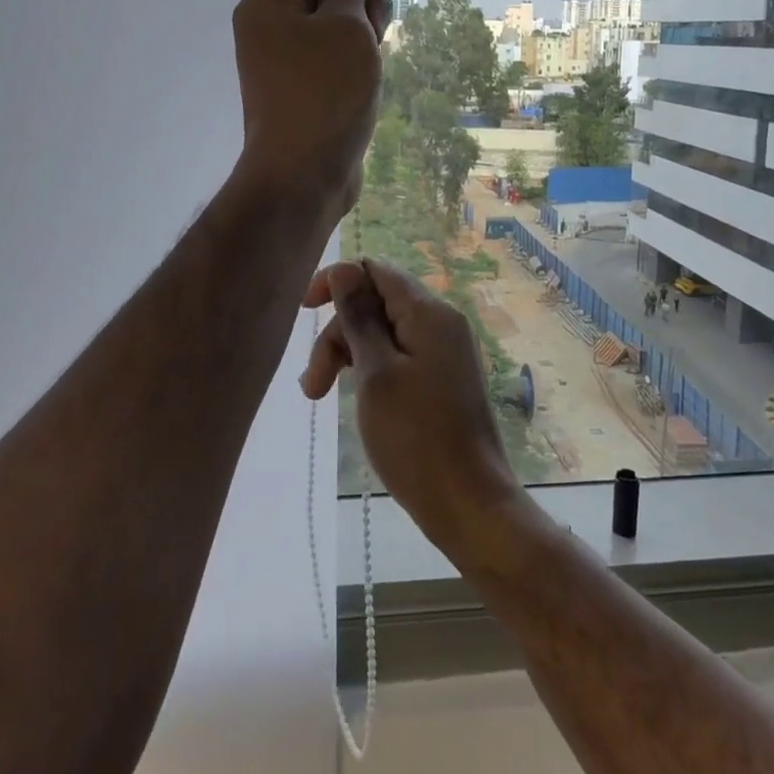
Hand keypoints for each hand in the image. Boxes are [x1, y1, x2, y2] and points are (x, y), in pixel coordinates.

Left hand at [231, 0, 402, 222]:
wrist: (304, 175)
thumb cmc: (326, 93)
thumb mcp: (345, 24)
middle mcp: (269, 23)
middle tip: (373, 32)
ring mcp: (283, 57)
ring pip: (335, 20)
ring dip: (362, 30)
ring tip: (371, 61)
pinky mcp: (301, 85)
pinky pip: (332, 52)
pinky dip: (354, 55)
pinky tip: (367, 77)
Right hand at [301, 259, 527, 558]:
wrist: (469, 504)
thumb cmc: (416, 437)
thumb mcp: (376, 373)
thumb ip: (359, 317)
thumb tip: (344, 269)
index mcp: (429, 312)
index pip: (375, 269)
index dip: (336, 282)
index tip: (304, 313)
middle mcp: (441, 322)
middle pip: (376, 302)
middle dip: (337, 333)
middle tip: (312, 386)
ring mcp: (444, 352)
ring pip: (383, 332)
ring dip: (347, 355)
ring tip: (318, 397)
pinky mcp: (442, 379)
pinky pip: (398, 356)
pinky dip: (369, 370)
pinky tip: (352, 398)